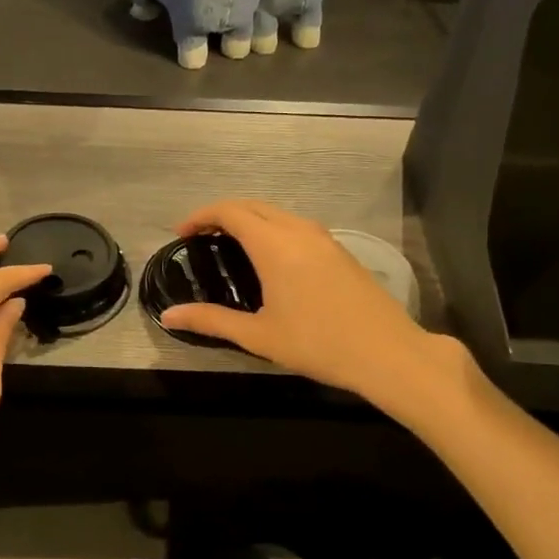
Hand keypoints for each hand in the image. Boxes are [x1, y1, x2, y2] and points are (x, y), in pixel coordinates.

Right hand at [158, 200, 442, 403]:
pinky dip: (273, 229)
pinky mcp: (340, 251)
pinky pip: (297, 226)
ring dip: (250, 219)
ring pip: (278, 213)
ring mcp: (324, 239)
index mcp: (275, 245)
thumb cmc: (318, 344)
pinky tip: (270, 259)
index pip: (230, 211)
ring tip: (230, 246)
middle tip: (201, 238)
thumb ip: (211, 321)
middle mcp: (299, 231)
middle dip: (223, 214)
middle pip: (253, 205)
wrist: (388, 353)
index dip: (201, 216)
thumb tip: (169, 317)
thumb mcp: (258, 336)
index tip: (181, 234)